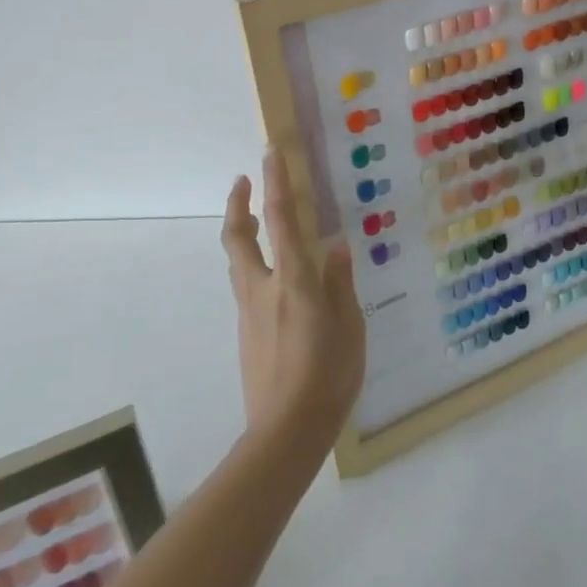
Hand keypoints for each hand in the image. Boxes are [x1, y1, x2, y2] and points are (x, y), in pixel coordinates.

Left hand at [221, 148, 365, 453]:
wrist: (285, 433)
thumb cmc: (327, 377)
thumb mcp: (349, 327)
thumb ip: (339, 283)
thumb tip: (335, 245)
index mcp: (293, 281)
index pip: (281, 220)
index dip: (275, 183)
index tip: (269, 152)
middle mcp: (264, 289)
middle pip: (238, 237)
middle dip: (238, 204)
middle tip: (243, 180)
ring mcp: (249, 312)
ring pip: (237, 261)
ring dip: (242, 232)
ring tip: (256, 219)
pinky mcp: (246, 332)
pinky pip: (246, 285)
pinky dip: (253, 264)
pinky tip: (275, 276)